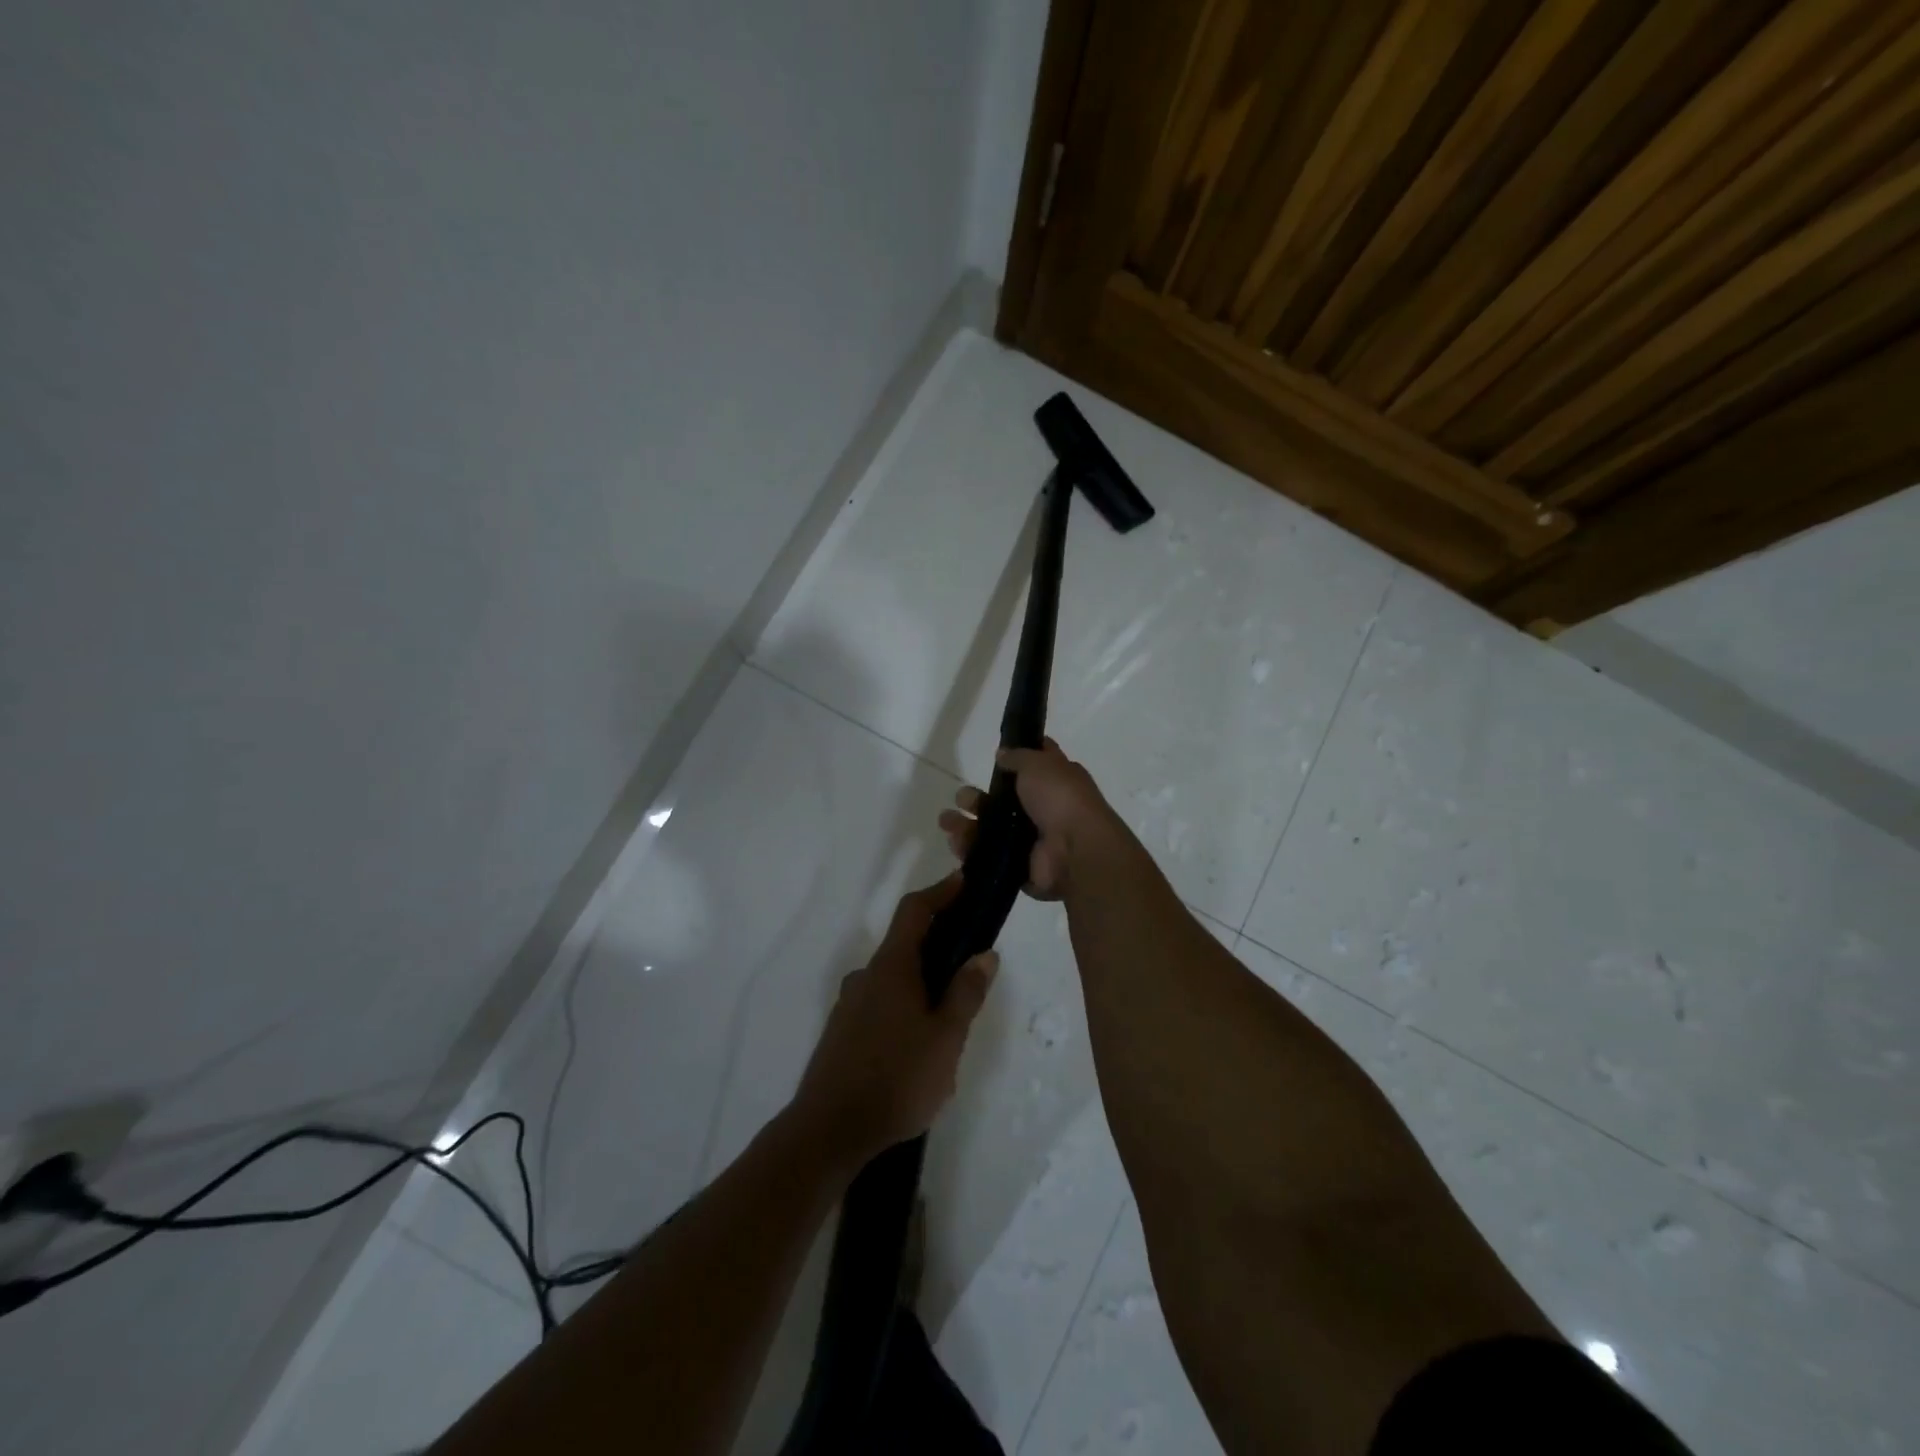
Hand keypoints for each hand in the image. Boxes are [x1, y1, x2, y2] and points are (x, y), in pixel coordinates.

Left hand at [789, 874, 997, 1170]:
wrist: (828, 1131)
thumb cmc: (896, 1078)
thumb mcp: (946, 1038)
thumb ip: (966, 993)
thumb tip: (984, 953)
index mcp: (891, 968)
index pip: (914, 912)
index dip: (939, 892)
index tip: (962, 881)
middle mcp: (866, 977)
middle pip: (905, 946)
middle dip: (938, 948)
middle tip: (969, 970)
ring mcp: (849, 1005)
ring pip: (893, 981)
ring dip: (921, 985)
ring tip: (949, 1022)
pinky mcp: (841, 1033)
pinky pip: (880, 1005)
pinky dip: (903, 1008)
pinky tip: (918, 1048)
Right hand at [938, 738, 1120, 898]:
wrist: (1075, 851)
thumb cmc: (1061, 798)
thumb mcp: (1039, 764)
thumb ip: (1018, 757)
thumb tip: (1002, 754)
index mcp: (1056, 782)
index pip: (1033, 766)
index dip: (1014, 758)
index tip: (993, 754)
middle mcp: (1043, 810)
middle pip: (1003, 802)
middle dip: (978, 798)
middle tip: (961, 798)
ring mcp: (1030, 841)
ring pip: (991, 831)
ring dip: (966, 824)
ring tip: (946, 821)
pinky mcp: (1018, 867)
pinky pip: (988, 856)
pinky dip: (970, 850)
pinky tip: (955, 842)